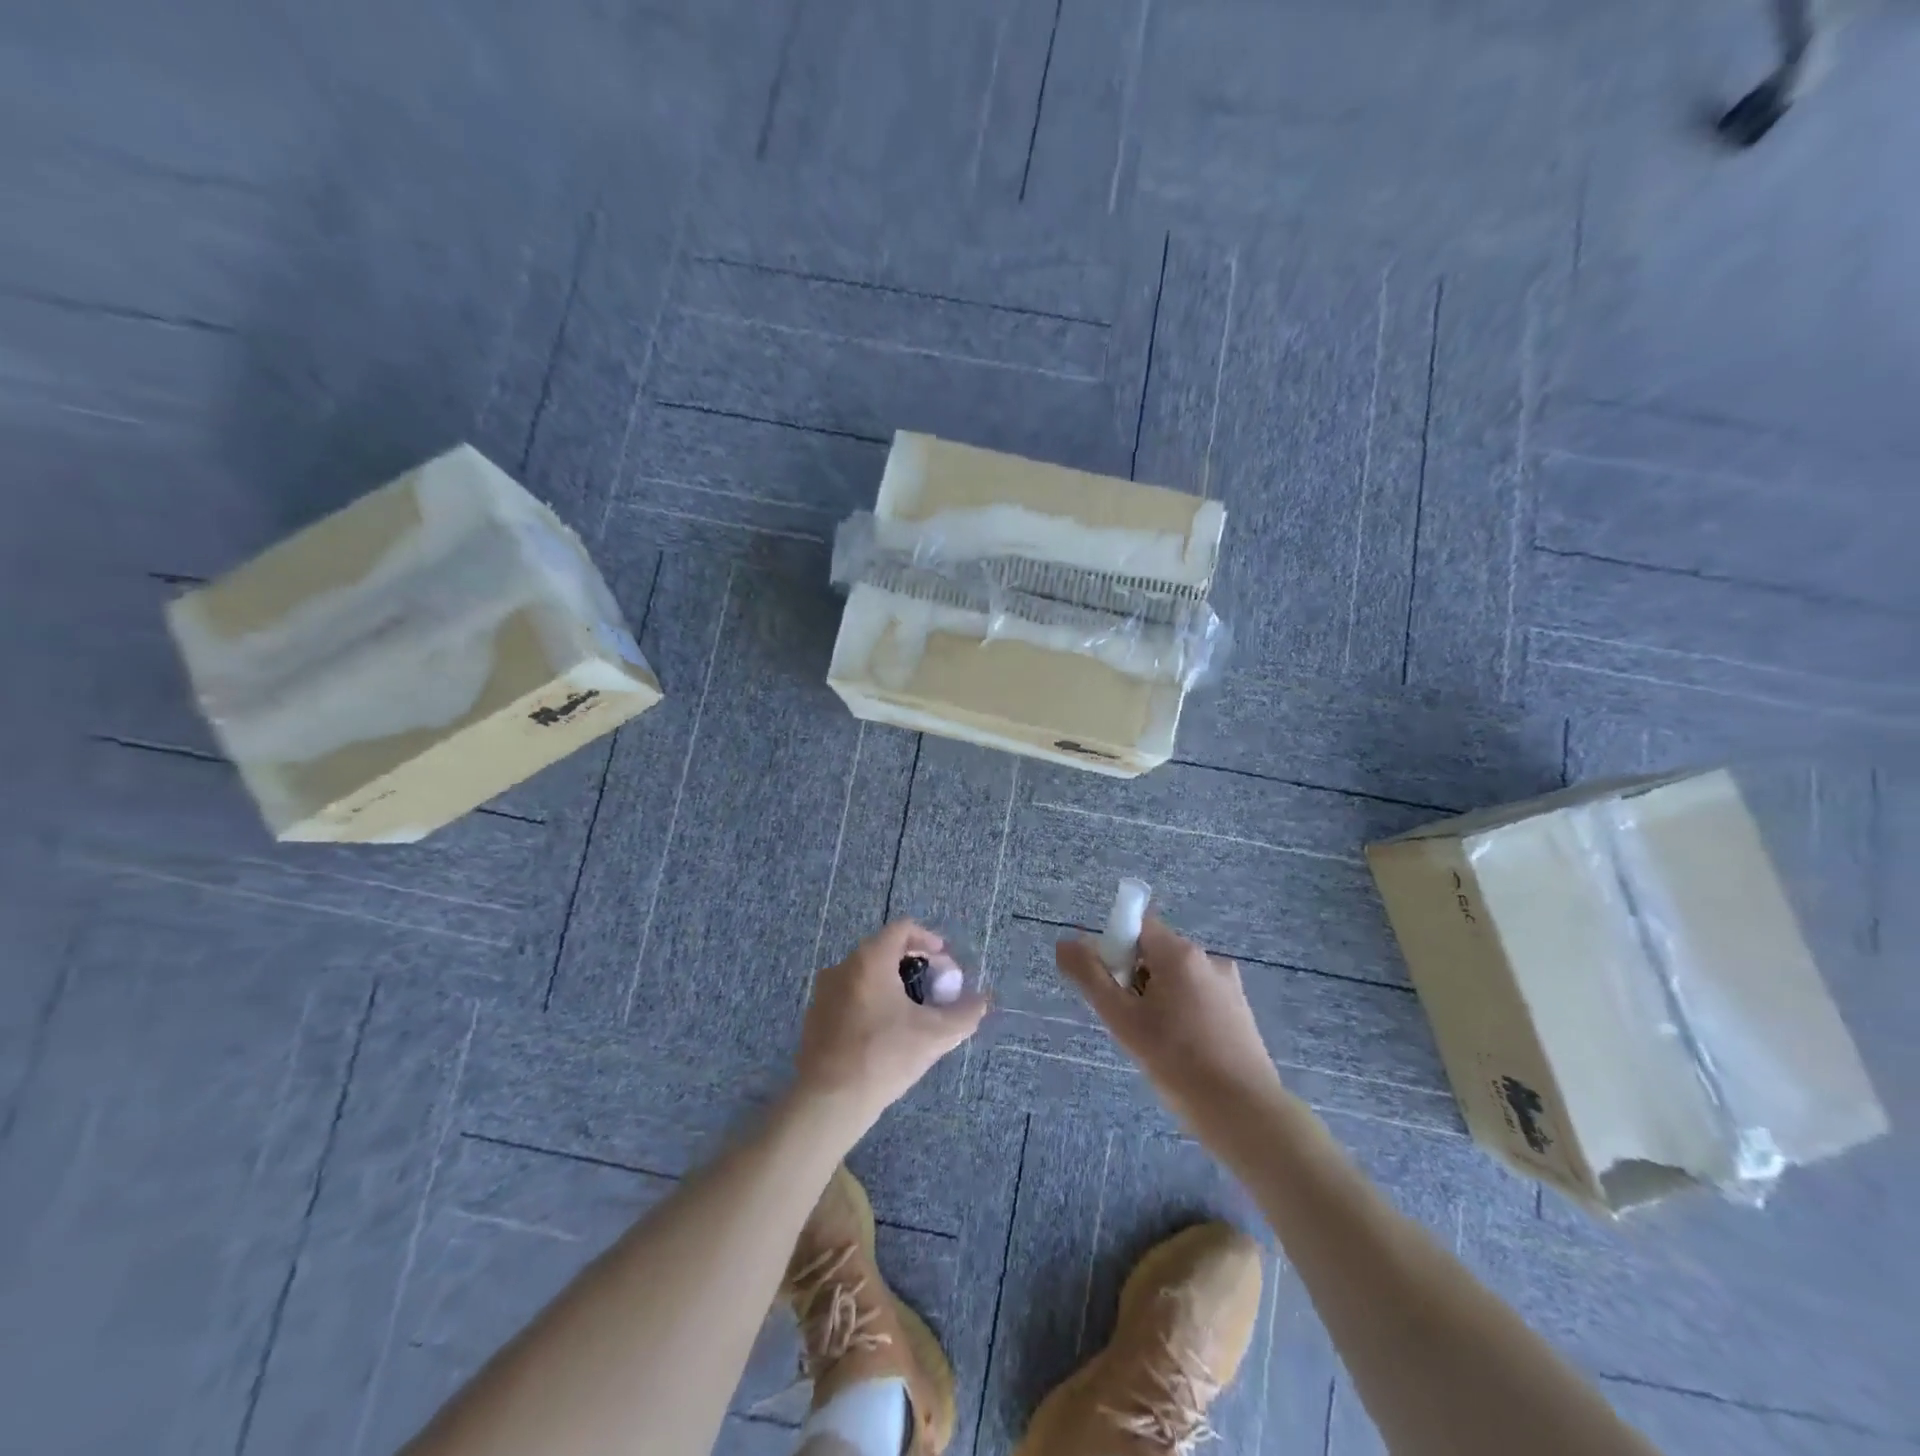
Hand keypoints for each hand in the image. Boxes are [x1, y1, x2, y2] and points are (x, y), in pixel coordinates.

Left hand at [796, 920, 988, 1130]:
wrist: (829, 1101)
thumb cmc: (884, 1056)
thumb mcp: (935, 1036)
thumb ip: (965, 1014)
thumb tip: (981, 1001)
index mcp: (870, 959)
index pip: (902, 928)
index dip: (929, 940)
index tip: (945, 963)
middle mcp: (843, 966)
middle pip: (884, 949)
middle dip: (914, 964)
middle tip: (934, 989)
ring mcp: (824, 991)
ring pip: (866, 974)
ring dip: (892, 984)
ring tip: (913, 1013)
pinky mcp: (815, 1016)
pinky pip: (850, 995)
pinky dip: (871, 1001)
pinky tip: (885, 1032)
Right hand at [1056, 917, 1281, 1122]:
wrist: (1243, 1113)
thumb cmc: (1177, 1062)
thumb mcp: (1122, 1019)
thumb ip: (1090, 977)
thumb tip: (1064, 943)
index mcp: (1180, 953)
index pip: (1137, 927)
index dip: (1116, 951)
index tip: (1113, 989)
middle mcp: (1208, 959)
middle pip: (1156, 953)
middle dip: (1135, 980)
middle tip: (1129, 1022)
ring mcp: (1229, 985)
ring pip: (1177, 978)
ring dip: (1158, 998)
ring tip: (1155, 1043)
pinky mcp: (1240, 1011)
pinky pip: (1198, 997)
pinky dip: (1182, 1013)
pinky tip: (1181, 1051)